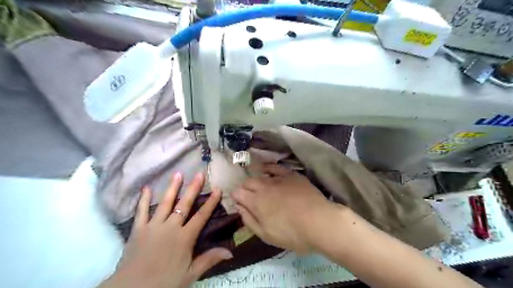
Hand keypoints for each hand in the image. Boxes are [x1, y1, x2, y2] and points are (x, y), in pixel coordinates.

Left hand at [97, 173, 232, 287]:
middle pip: (184, 205)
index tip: (218, 189)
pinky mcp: (138, 229)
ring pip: (165, 203)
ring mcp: (153, 226)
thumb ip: (209, 260)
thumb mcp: (190, 274)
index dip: (211, 202)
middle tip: (199, 174)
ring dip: (172, 188)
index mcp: (184, 238)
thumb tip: (230, 252)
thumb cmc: (164, 283)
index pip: (201, 216)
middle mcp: (170, 227)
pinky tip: (146, 188)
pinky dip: (143, 200)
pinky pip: (141, 212)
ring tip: (178, 174)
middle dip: (193, 189)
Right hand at [231, 165, 335, 253]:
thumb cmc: (291, 234)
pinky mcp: (291, 175)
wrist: (318, 222)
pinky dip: (269, 168)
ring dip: (257, 180)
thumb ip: (249, 220)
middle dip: (245, 188)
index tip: (239, 202)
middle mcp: (264, 187)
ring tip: (259, 186)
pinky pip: (276, 168)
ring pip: (261, 175)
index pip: (238, 193)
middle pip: (248, 182)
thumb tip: (239, 207)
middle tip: (249, 196)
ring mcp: (278, 179)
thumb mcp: (266, 235)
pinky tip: (267, 169)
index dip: (236, 197)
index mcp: (256, 202)